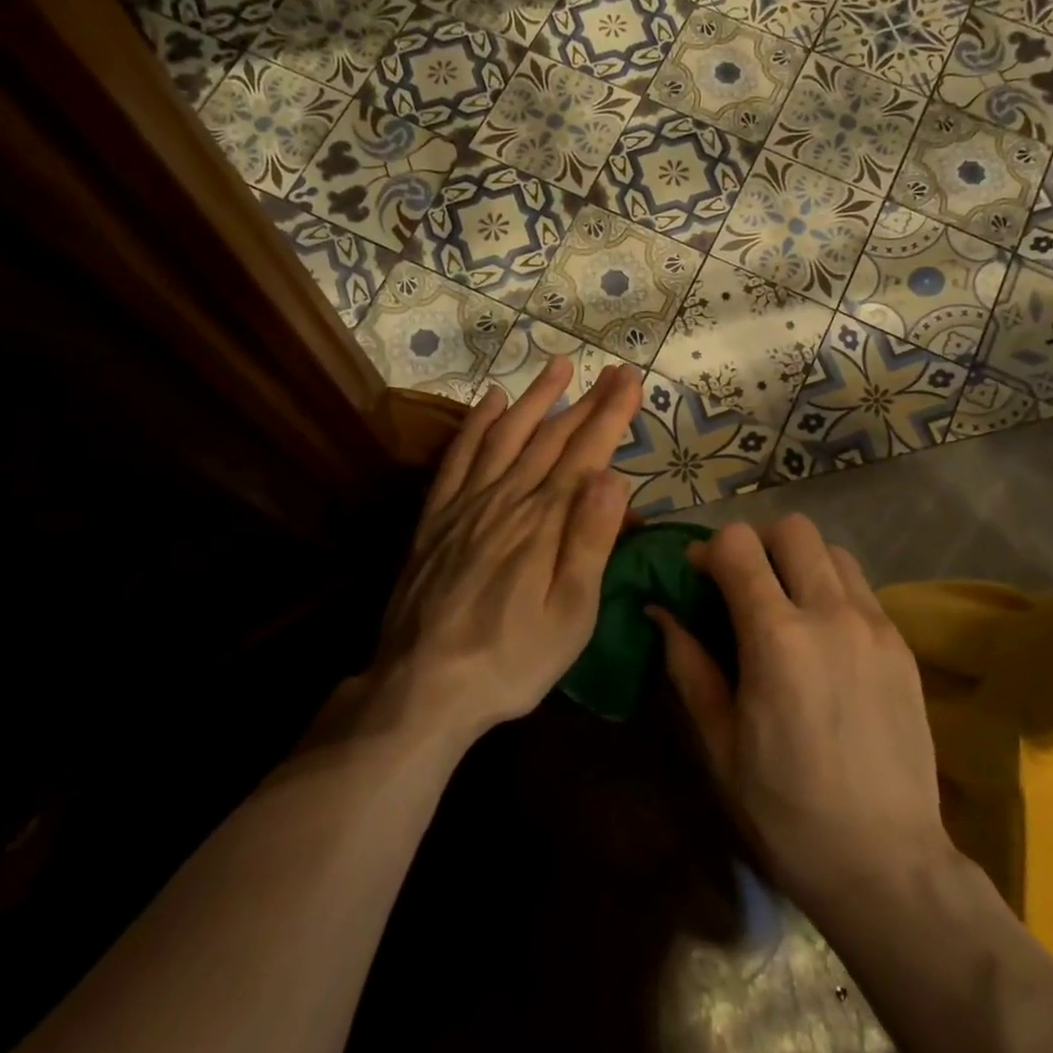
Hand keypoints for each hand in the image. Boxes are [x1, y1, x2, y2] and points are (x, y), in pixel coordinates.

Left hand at [370, 358, 640, 744]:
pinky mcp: (437, 517)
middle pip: (551, 438)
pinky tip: (489, 401)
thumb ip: (590, 541)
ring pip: (506, 436)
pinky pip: (459, 457)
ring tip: (557, 367)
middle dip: (585, 401)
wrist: (423, 686)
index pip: (586, 455)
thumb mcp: (570, 614)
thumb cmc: (512, 659)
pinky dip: (475, 425)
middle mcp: (507, 499)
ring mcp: (467, 504)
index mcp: (545, 522)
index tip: (630, 380)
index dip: (610, 415)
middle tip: (610, 371)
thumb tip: (613, 476)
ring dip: (534, 399)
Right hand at [649, 516, 953, 918]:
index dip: (710, 550)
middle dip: (758, 543)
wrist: (887, 864)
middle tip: (743, 584)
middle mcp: (831, 615)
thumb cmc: (786, 810)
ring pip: (833, 550)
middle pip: (793, 529)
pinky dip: (833, 589)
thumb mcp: (720, 743)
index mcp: (777, 639)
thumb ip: (689, 665)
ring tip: (786, 604)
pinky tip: (823, 637)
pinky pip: (862, 588)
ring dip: (800, 561)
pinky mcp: (902, 645)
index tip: (700, 577)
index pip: (739, 546)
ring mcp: (875, 626)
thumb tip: (660, 612)